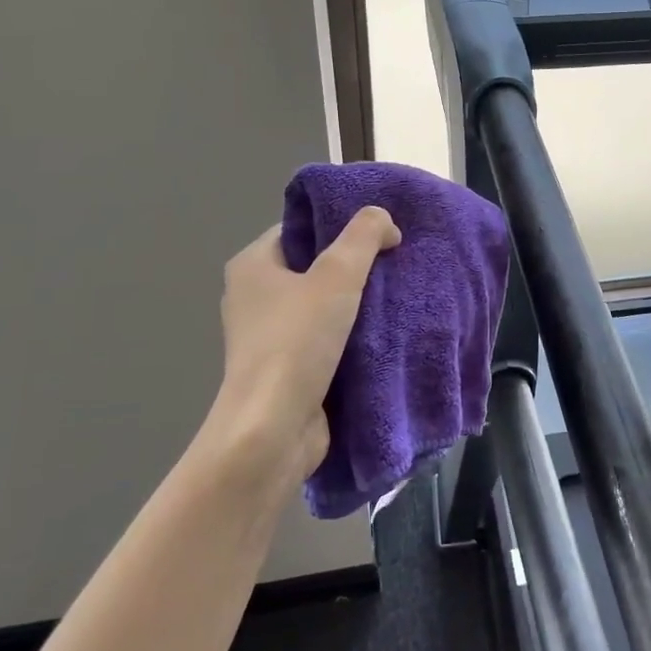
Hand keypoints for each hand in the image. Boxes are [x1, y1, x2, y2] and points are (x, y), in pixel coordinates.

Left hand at [209, 209, 401, 480]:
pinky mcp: (286, 369)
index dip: (340, 225)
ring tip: (398, 293)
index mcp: (252, 265)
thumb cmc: (297, 342)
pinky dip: (351, 335)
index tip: (381, 231)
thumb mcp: (336, 275)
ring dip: (356, 303)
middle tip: (396, 261)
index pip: (300, 229)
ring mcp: (269, 337)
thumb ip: (363, 236)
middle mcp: (254, 297)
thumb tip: (384, 219)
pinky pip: (325, 339)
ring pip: (322, 305)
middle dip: (355, 265)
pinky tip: (385, 332)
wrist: (274, 430)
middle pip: (313, 266)